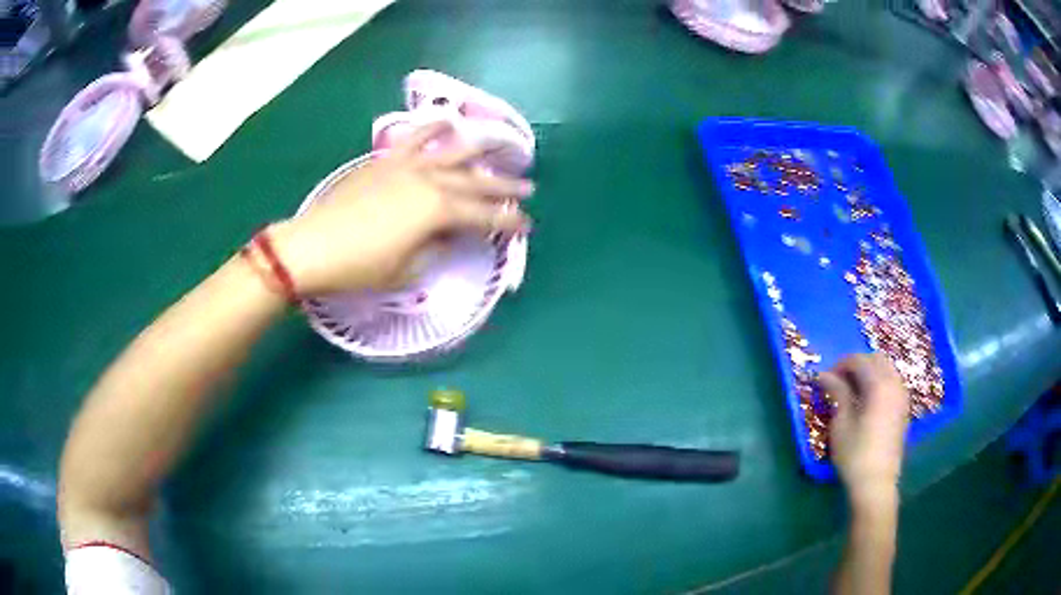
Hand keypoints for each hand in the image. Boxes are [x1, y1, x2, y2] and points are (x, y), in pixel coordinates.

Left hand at [269, 121, 533, 295]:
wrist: (313, 246)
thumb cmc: (360, 266)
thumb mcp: (406, 271)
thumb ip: (435, 251)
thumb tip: (448, 236)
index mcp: (437, 212)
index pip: (483, 216)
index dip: (508, 221)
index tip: (526, 224)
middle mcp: (429, 181)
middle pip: (476, 182)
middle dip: (505, 187)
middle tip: (528, 188)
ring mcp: (407, 166)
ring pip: (452, 153)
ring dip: (481, 151)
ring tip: (502, 146)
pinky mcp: (386, 160)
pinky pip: (414, 138)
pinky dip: (433, 127)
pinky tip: (448, 121)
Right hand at [819, 354, 909, 509]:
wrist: (876, 483)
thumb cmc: (855, 454)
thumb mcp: (841, 423)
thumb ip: (837, 393)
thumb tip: (824, 375)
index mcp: (879, 385)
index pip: (859, 360)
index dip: (840, 365)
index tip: (826, 380)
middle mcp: (894, 384)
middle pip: (876, 359)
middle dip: (856, 365)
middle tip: (838, 382)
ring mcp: (902, 395)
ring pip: (886, 369)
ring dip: (869, 372)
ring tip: (852, 391)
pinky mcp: (903, 408)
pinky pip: (892, 382)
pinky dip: (879, 382)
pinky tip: (867, 400)